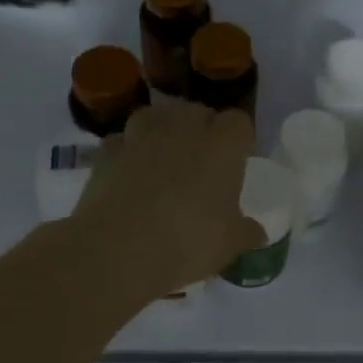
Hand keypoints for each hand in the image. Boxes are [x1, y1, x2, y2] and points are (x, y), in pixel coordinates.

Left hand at [69, 102, 264, 301]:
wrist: (116, 252)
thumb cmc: (187, 243)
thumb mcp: (229, 245)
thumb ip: (246, 232)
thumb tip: (257, 232)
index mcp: (222, 146)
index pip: (239, 122)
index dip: (239, 139)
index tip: (239, 159)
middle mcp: (182, 129)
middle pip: (197, 111)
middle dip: (202, 129)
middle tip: (203, 162)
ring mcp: (140, 136)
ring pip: (156, 117)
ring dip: (162, 131)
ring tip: (164, 159)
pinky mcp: (106, 152)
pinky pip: (122, 142)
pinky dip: (127, 152)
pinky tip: (129, 174)